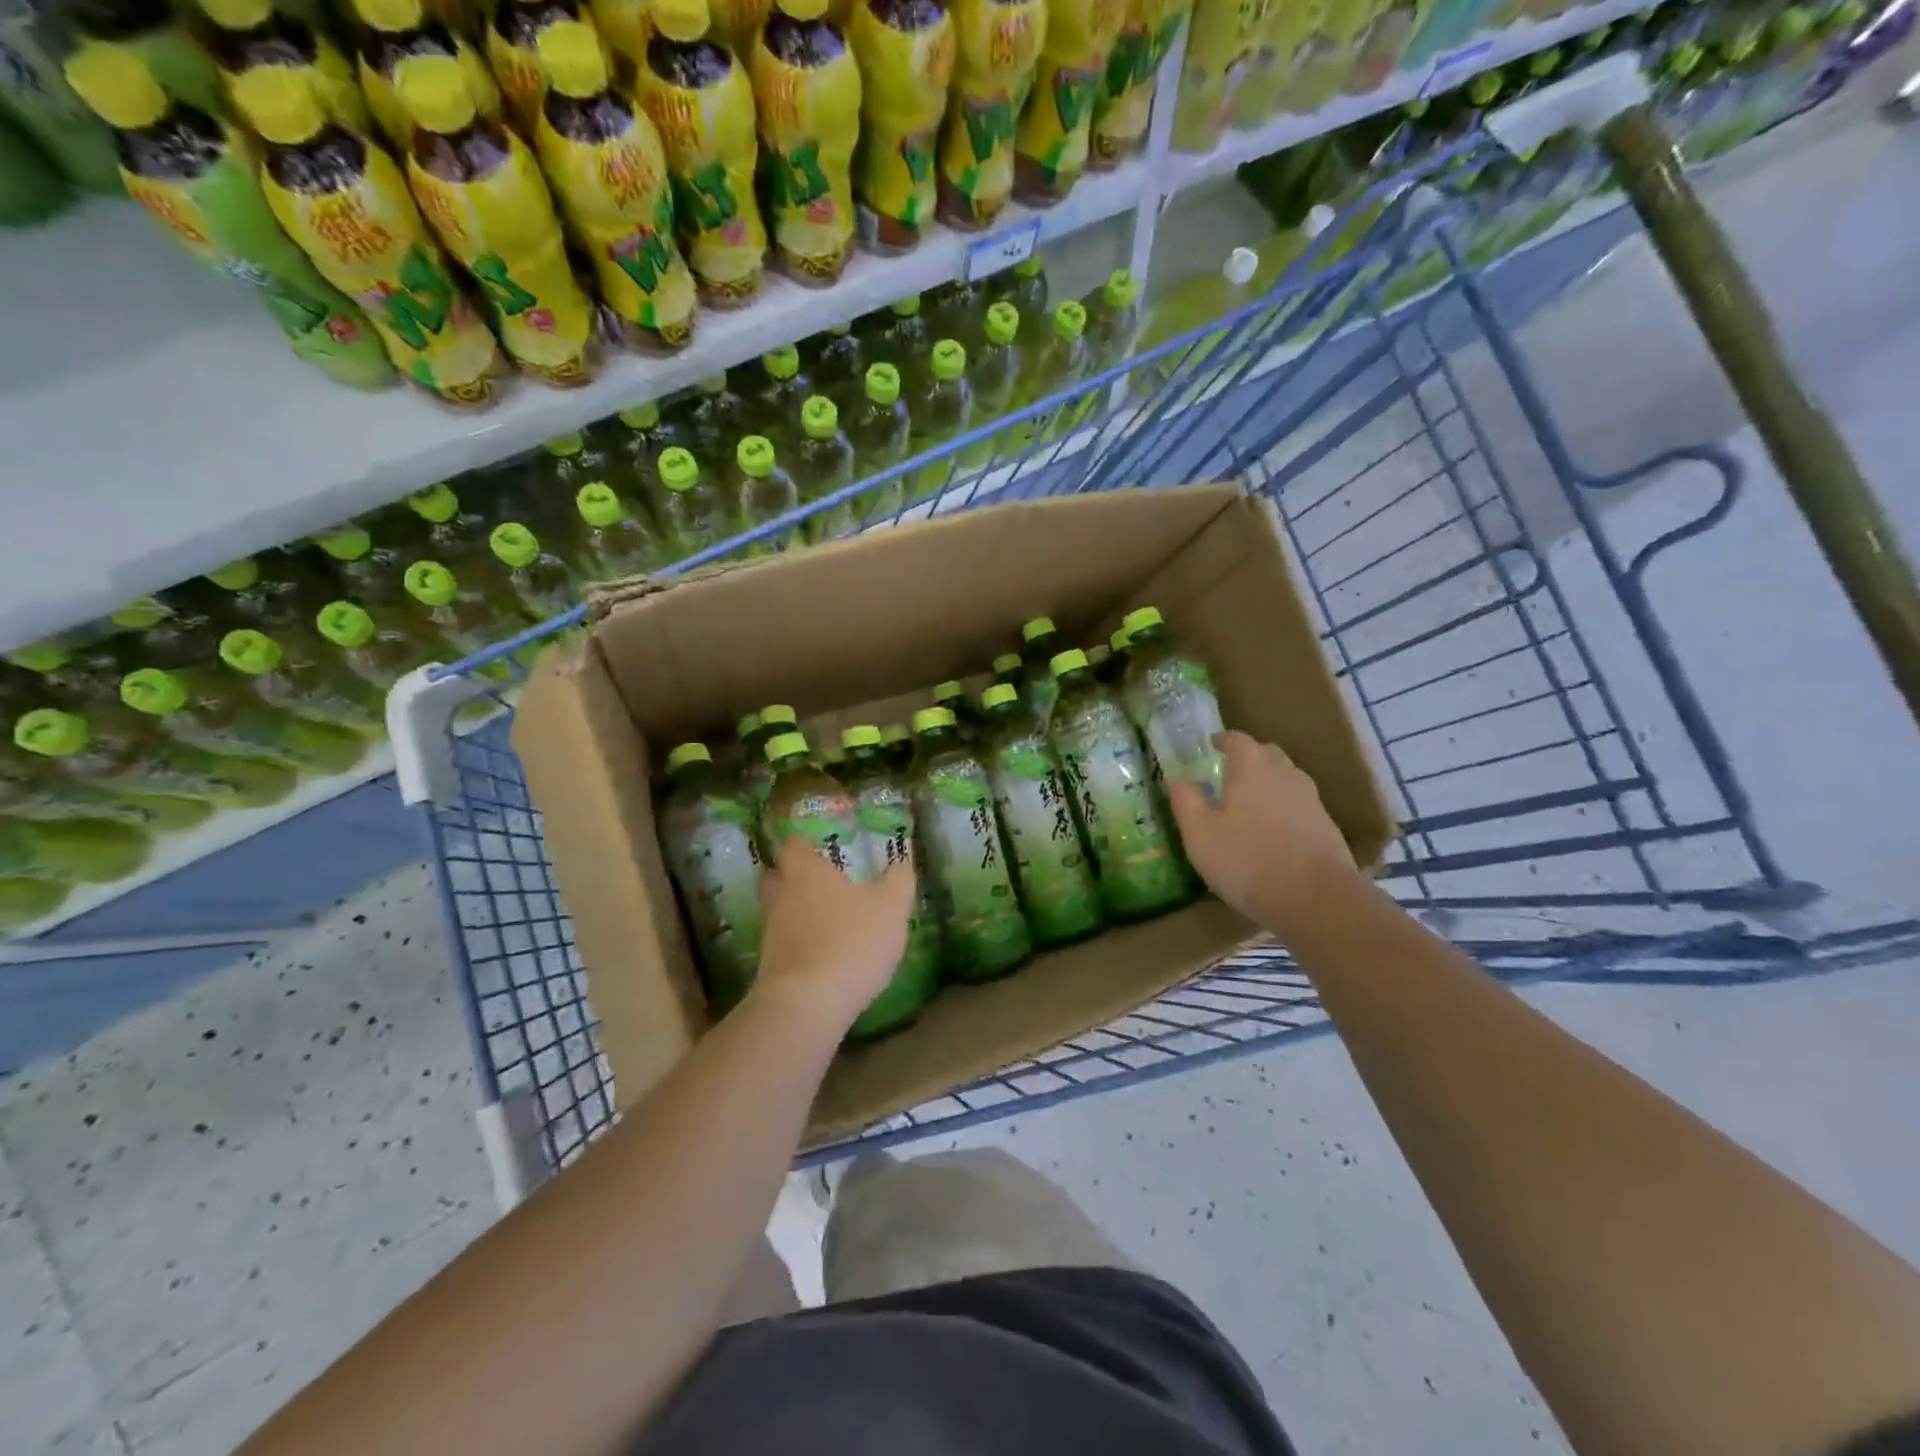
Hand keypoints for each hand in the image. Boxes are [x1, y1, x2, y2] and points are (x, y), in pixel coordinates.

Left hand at [751, 843, 916, 1029]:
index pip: (795, 844)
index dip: (807, 842)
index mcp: (805, 871)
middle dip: (796, 876)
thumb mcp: (891, 907)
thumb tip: (903, 861)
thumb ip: (899, 880)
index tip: (824, 845)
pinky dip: (801, 943)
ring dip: (799, 912)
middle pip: (778, 877)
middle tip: (823, 880)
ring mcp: (771, 933)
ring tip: (829, 919)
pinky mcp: (770, 967)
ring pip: (781, 912)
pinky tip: (825, 953)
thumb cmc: (851, 941)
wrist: (808, 1005)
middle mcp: (781, 896)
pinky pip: (786, 944)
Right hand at [1167, 730, 1359, 941]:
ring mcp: (1311, 800)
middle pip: (1265, 755)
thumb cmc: (1247, 859)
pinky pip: (1298, 807)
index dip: (1221, 741)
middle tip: (1225, 777)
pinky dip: (1282, 811)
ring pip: (1284, 780)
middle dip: (1246, 760)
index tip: (1208, 748)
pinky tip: (1271, 836)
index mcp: (1252, 767)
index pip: (1236, 739)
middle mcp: (1285, 773)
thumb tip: (1177, 778)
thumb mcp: (1199, 833)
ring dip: (1266, 786)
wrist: (1317, 899)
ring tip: (1247, 808)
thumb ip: (1185, 800)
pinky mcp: (1326, 827)